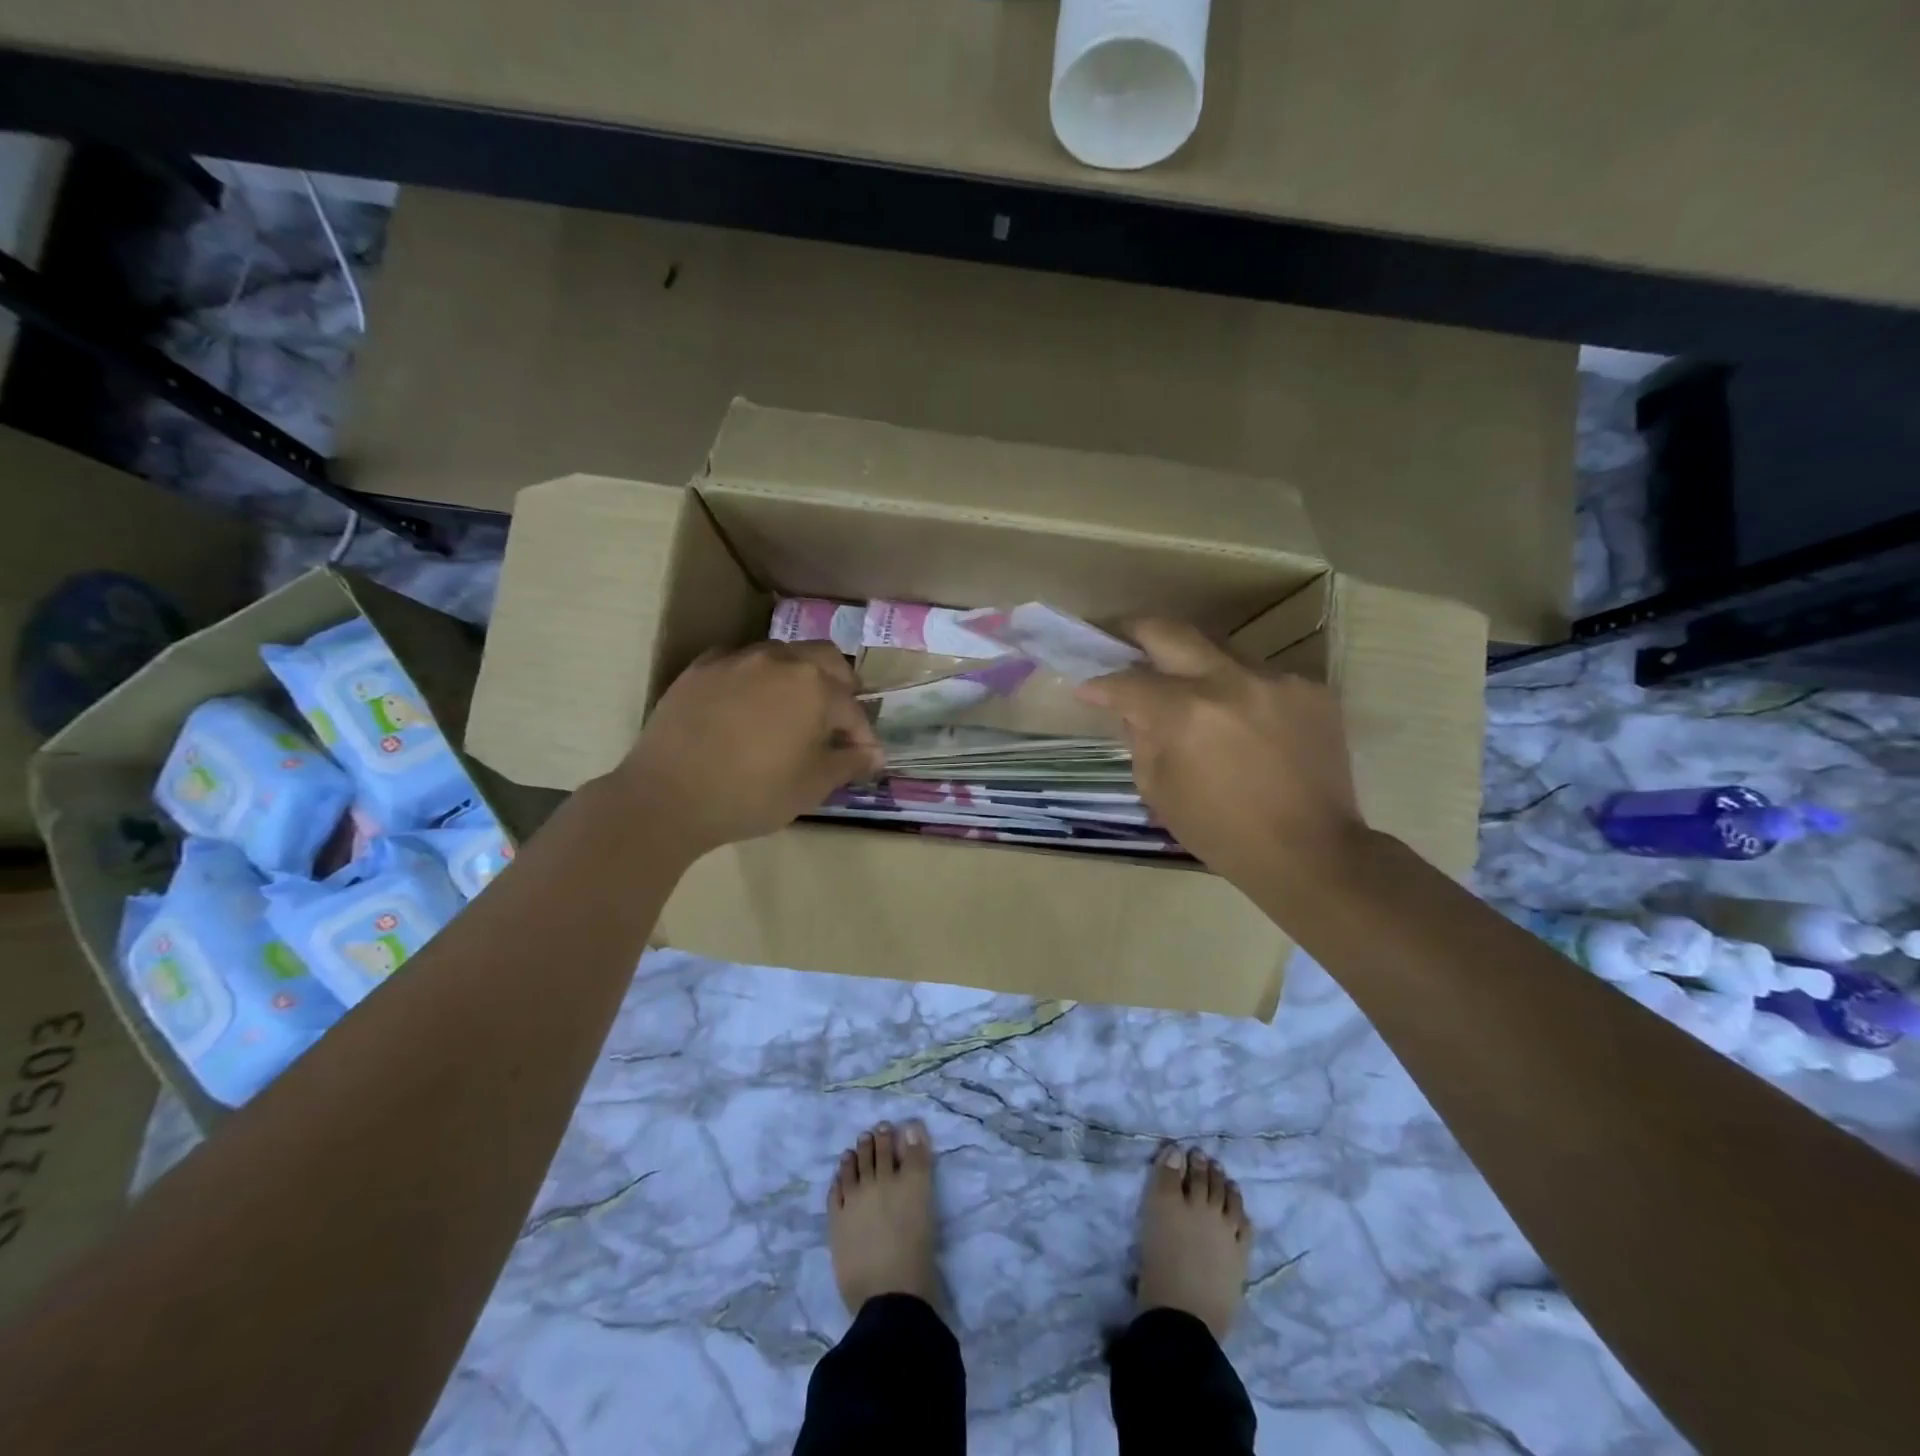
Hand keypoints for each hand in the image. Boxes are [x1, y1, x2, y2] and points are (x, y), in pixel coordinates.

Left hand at [615, 641, 882, 858]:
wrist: (668, 796)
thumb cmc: (753, 793)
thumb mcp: (812, 786)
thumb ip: (849, 763)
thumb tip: (875, 753)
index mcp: (814, 686)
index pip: (853, 708)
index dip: (862, 736)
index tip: (862, 758)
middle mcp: (780, 660)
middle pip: (826, 660)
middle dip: (840, 686)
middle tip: (836, 719)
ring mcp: (737, 659)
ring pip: (783, 655)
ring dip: (799, 677)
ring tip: (793, 709)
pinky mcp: (701, 668)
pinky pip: (740, 661)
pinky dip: (755, 677)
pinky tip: (747, 703)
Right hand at [1077, 620, 1366, 888]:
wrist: (1310, 852)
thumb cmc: (1222, 832)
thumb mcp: (1159, 790)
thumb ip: (1141, 739)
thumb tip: (1132, 708)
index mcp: (1186, 714)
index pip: (1128, 681)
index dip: (1100, 684)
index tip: (1087, 687)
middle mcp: (1230, 682)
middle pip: (1171, 631)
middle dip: (1135, 630)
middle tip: (1119, 635)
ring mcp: (1276, 680)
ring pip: (1219, 649)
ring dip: (1193, 663)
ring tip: (1185, 685)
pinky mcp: (1310, 689)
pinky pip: (1258, 675)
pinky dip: (1237, 690)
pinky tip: (1238, 719)